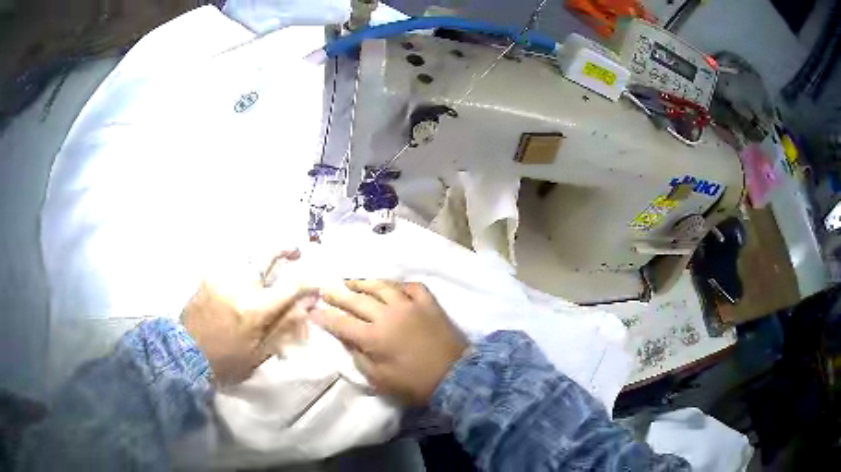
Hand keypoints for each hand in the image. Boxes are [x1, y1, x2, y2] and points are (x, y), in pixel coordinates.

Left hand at [182, 251, 311, 384]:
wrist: (186, 354)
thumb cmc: (227, 360)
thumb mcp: (260, 351)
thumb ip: (284, 325)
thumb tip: (307, 305)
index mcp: (254, 309)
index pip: (290, 286)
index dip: (308, 282)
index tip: (316, 284)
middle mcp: (239, 285)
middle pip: (267, 254)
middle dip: (285, 248)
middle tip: (295, 252)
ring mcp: (222, 276)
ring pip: (249, 254)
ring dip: (264, 256)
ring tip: (271, 265)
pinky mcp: (209, 275)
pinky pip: (233, 262)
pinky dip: (245, 265)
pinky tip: (246, 276)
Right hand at [312, 280, 468, 404]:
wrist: (456, 377)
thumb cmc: (415, 384)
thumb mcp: (380, 379)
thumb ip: (359, 358)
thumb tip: (347, 340)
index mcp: (374, 336)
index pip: (341, 323)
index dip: (324, 316)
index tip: (312, 310)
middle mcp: (388, 315)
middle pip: (356, 300)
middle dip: (337, 294)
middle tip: (325, 289)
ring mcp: (410, 305)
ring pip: (381, 286)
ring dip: (363, 283)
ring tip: (351, 281)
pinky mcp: (429, 303)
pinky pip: (411, 286)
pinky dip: (399, 285)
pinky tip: (391, 287)